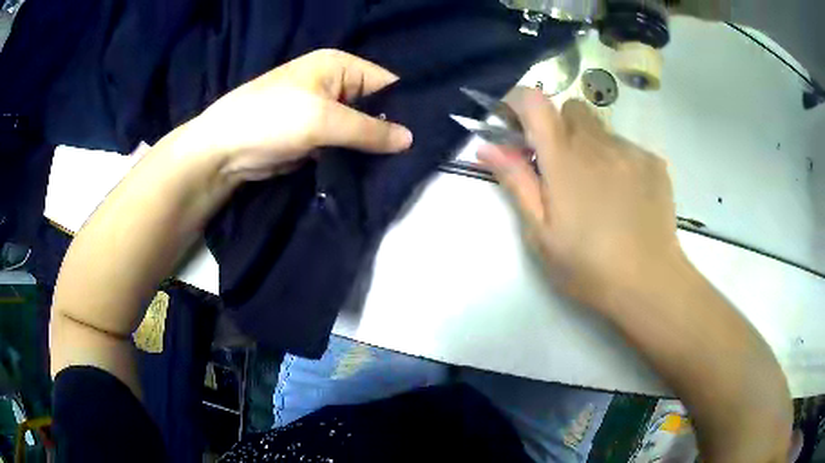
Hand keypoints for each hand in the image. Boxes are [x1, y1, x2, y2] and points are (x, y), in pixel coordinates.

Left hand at [185, 49, 412, 181]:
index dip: (406, 107)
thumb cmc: (271, 119)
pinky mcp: (315, 137)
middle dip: (390, 129)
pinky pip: (345, 145)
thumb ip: (369, 129)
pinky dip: (356, 157)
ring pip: (361, 129)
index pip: (386, 83)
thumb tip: (411, 140)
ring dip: (374, 147)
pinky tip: (375, 171)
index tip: (427, 134)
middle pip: (375, 106)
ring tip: (400, 167)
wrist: (224, 151)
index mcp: (339, 65)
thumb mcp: (323, 119)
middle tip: (416, 157)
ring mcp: (324, 112)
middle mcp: (335, 84)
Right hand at [479, 88, 681, 308]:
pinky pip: (627, 148)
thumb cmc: (588, 267)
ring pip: (602, 130)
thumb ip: (516, 183)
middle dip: (560, 128)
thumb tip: (487, 147)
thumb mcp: (541, 234)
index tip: (516, 125)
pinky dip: (619, 163)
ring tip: (599, 191)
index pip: (535, 102)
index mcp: (564, 160)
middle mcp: (598, 144)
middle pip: (572, 109)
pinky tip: (626, 198)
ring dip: (591, 148)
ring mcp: (630, 151)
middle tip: (562, 167)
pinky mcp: (654, 162)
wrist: (649, 283)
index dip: (519, 103)